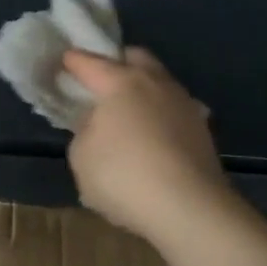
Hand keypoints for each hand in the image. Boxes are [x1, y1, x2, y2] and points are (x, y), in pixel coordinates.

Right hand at [60, 47, 230, 242]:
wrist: (189, 208)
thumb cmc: (124, 176)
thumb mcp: (81, 156)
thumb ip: (84, 131)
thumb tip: (98, 124)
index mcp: (121, 82)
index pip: (90, 63)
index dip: (74, 61)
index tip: (64, 60)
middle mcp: (155, 83)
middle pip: (135, 57)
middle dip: (116, 62)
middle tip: (100, 80)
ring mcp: (183, 103)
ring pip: (159, 81)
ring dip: (142, 89)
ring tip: (128, 110)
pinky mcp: (202, 129)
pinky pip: (174, 109)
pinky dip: (160, 114)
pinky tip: (153, 134)